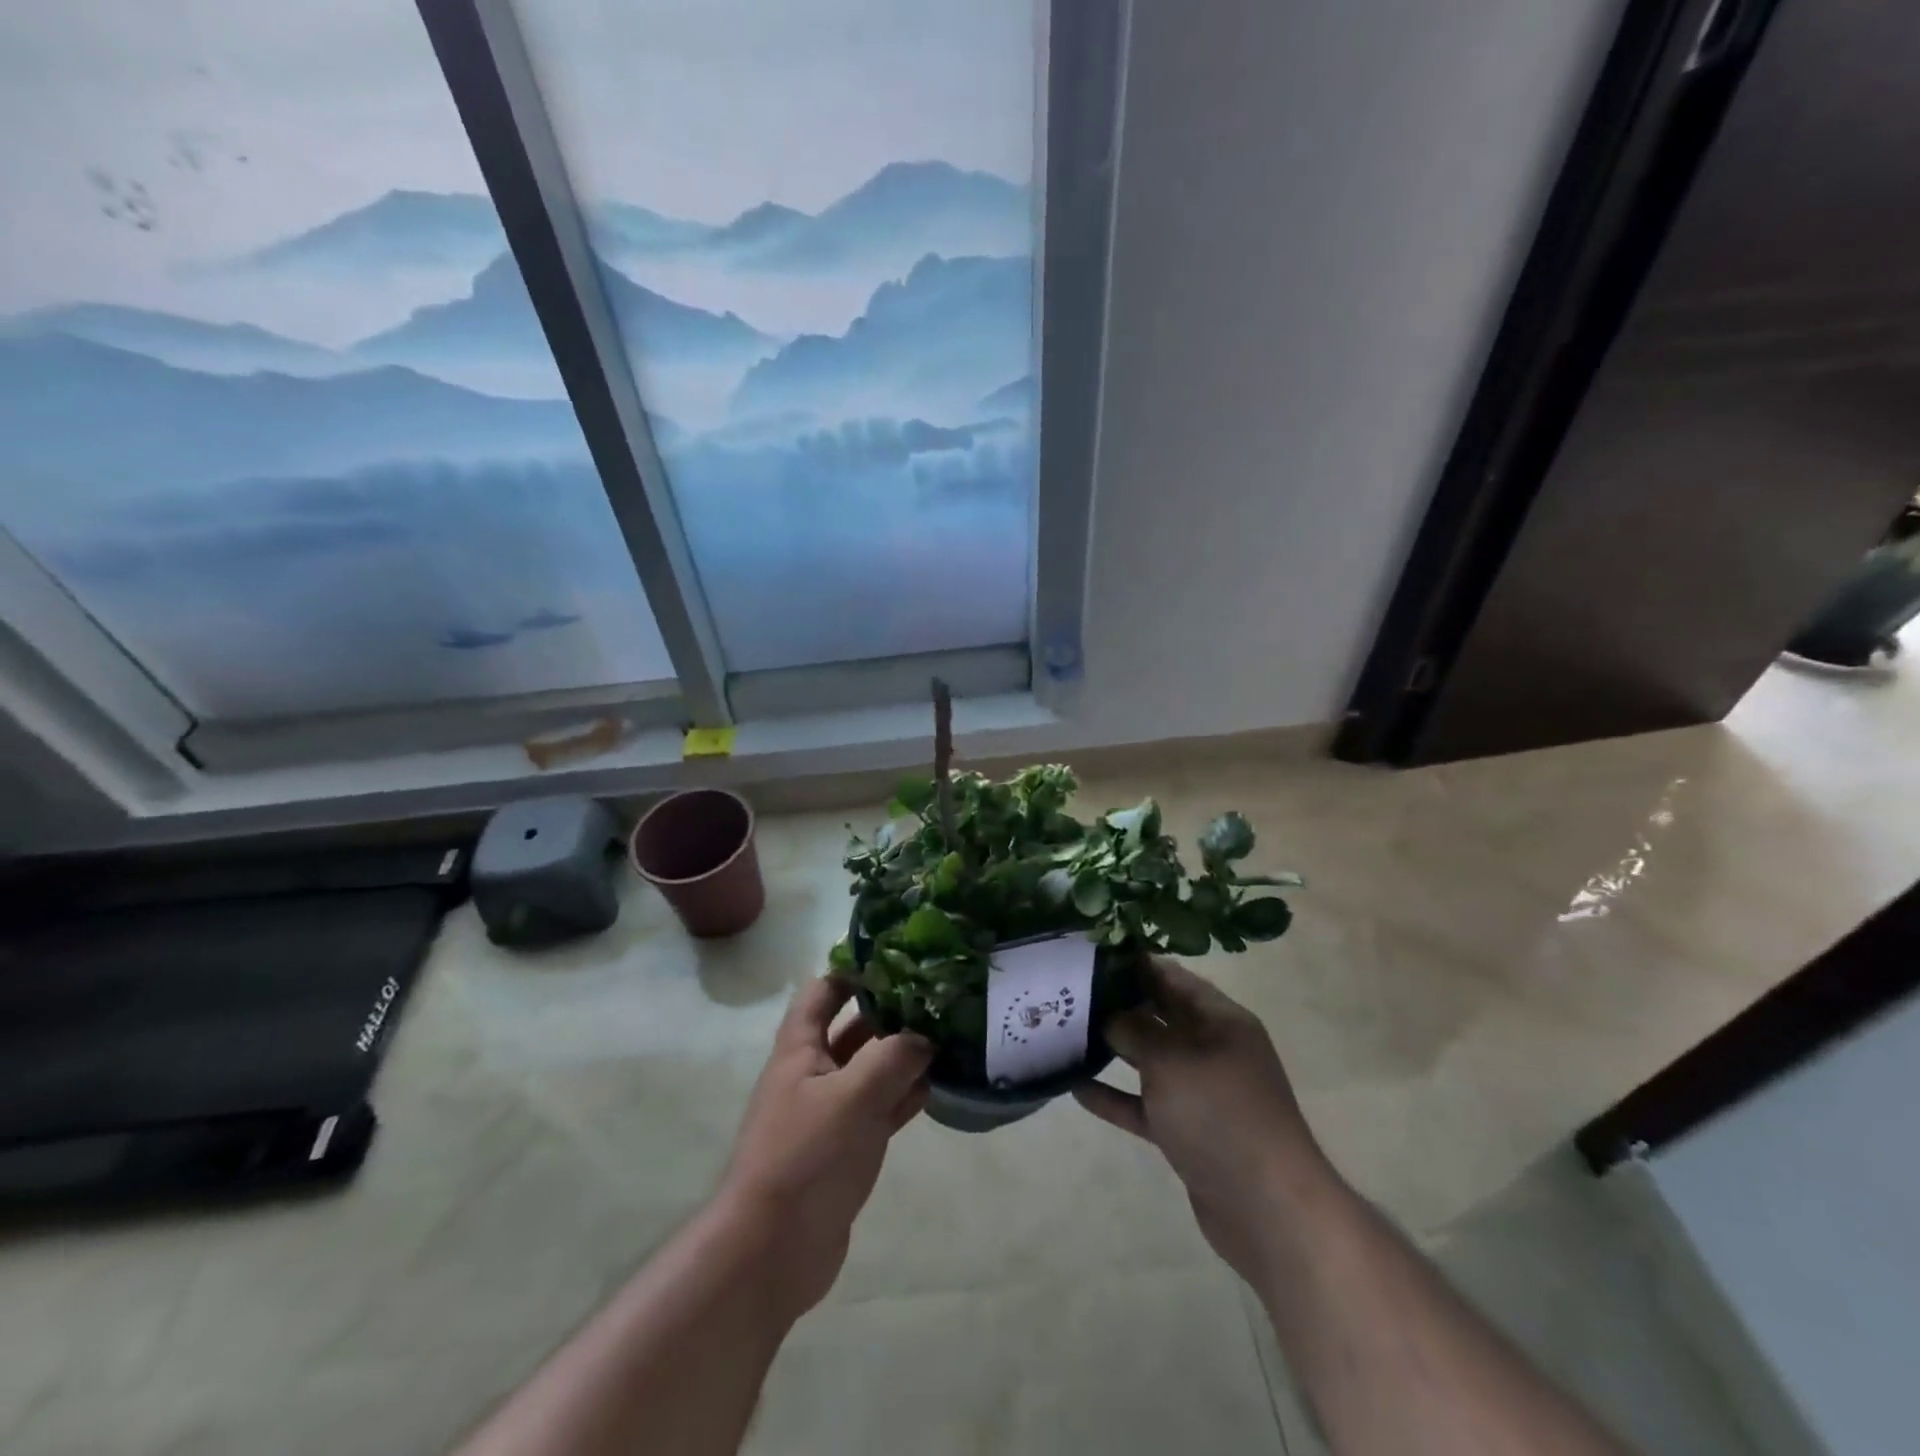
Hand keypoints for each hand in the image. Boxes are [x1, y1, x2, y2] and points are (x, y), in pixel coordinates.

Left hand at [714, 977, 930, 1320]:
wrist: (772, 1251)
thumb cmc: (805, 1156)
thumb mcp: (852, 1096)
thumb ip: (892, 1058)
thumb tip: (925, 1036)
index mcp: (800, 1048)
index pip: (824, 990)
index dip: (855, 970)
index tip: (901, 958)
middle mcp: (814, 1072)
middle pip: (854, 1027)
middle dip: (892, 1011)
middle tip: (939, 996)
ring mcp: (830, 1111)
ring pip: (871, 1068)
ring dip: (904, 1054)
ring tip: (950, 1034)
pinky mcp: (847, 1146)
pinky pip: (881, 1107)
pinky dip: (906, 1095)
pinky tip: (939, 1085)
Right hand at [1075, 958, 1334, 1282]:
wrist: (1269, 1209)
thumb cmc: (1222, 1115)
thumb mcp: (1173, 1061)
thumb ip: (1136, 1030)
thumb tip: (1110, 1013)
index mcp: (1221, 1020)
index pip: (1174, 977)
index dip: (1136, 963)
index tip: (1093, 953)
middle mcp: (1212, 1049)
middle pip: (1160, 1015)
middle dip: (1118, 1003)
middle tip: (1069, 991)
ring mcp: (1200, 1092)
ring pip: (1149, 1059)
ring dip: (1112, 1048)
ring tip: (1066, 1032)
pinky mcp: (1187, 1131)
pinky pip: (1144, 1104)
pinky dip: (1115, 1096)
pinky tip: (1077, 1087)